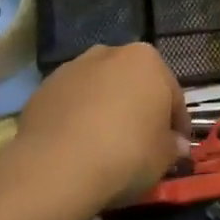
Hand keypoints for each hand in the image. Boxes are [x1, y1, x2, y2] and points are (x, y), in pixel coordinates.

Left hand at [11, 43, 190, 212]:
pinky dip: (77, 119)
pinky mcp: (43, 89)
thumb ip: (173, 146)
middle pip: (133, 84)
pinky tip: (78, 147)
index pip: (172, 94)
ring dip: (106, 110)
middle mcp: (110, 53)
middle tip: (142, 144)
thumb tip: (177, 145)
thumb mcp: (163, 157)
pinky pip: (71, 104)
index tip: (176, 146)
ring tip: (105, 146)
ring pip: (100, 90)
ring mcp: (73, 68)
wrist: (56, 167)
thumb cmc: (126, 153)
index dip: (177, 123)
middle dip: (139, 109)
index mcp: (147, 60)